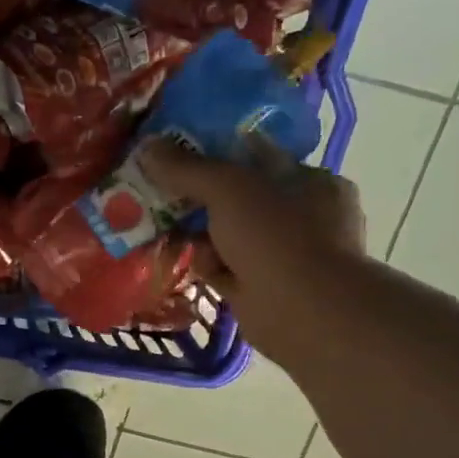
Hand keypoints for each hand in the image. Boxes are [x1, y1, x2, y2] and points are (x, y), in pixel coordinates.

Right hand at [140, 141, 366, 357]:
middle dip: (198, 197)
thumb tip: (148, 146)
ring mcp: (283, 256)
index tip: (178, 155)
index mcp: (310, 182)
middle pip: (239, 199)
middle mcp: (302, 217)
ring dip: (195, 233)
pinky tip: (171, 257)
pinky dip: (201, 264)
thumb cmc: (277, 236)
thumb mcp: (229, 188)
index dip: (218, 154)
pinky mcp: (261, 290)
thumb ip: (188, 168)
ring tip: (154, 224)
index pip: (259, 159)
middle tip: (157, 191)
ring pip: (228, 235)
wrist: (301, 311)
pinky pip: (222, 268)